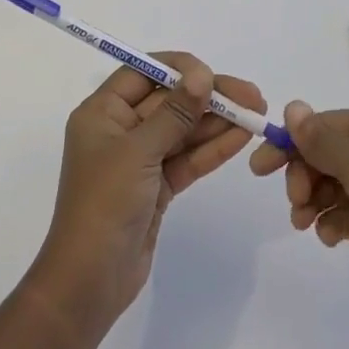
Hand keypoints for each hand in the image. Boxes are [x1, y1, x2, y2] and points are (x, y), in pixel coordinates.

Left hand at [26, 53, 262, 338]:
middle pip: (169, 101)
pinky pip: (187, 159)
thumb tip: (203, 75)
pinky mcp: (156, 187)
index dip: (179, 69)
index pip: (142, 73)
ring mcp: (139, 160)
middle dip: (208, 97)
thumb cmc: (105, 203)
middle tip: (252, 95)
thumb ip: (174, 112)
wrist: (91, 280)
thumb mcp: (139, 151)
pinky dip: (212, 149)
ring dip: (217, 122)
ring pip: (183, 131)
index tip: (213, 74)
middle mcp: (119, 130)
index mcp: (102, 112)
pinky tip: (242, 137)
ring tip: (257, 113)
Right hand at [249, 103, 348, 341]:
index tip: (259, 168)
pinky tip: (331, 237)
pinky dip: (334, 219)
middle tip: (293, 204)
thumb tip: (293, 106)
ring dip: (314, 200)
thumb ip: (322, 139)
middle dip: (303, 176)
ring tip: (304, 225)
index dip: (291, 143)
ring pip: (335, 182)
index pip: (325, 123)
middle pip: (328, 152)